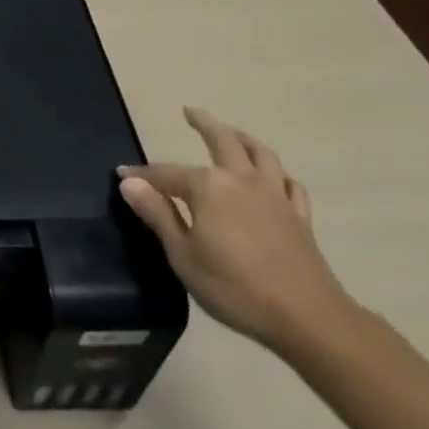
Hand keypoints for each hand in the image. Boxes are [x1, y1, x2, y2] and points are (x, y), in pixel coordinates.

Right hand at [118, 108, 352, 356]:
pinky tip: (273, 176)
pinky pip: (289, 183)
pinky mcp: (299, 215)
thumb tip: (129, 181)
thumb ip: (157, 214)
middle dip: (203, 123)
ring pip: (260, 153)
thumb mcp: (183, 254)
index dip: (143, 174)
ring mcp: (275, 195)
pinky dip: (277, 173)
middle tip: (189, 111)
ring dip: (242, 137)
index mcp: (208, 187)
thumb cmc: (234, 287)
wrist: (306, 317)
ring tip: (231, 132)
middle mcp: (241, 180)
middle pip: (222, 141)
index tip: (122, 174)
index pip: (166, 174)